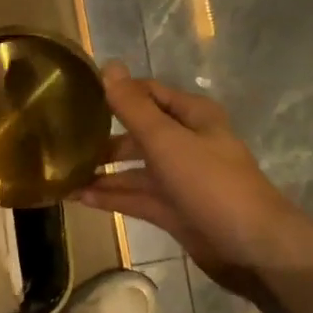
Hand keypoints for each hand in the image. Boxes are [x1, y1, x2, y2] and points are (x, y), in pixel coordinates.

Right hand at [75, 64, 309, 296]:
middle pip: (138, 134)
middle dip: (104, 138)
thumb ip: (134, 108)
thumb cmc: (211, 184)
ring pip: (134, 170)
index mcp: (192, 117)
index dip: (116, 93)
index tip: (76, 98)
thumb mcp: (167, 141)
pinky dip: (111, 197)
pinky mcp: (173, 210)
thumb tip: (108, 66)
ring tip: (63, 174)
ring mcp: (180, 179)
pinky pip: (136, 197)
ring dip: (103, 171)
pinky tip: (80, 198)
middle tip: (62, 142)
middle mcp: (186, 143)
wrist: (250, 246)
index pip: (148, 94)